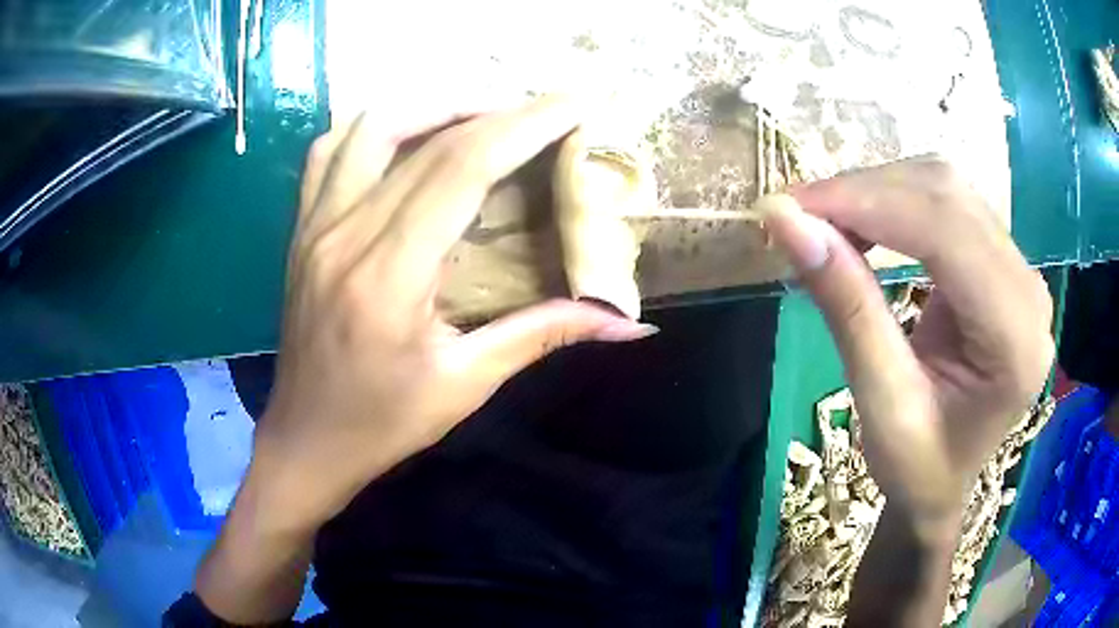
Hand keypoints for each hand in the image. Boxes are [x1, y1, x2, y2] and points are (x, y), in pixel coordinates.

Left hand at [255, 97, 656, 528]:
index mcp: (388, 276)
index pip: (463, 168)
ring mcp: (314, 226)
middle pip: (426, 139)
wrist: (306, 440)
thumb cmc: (383, 423)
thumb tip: (630, 324)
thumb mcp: (467, 384)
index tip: (576, 104)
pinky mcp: (301, 229)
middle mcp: (344, 234)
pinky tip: (408, 137)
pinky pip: (330, 151)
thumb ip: (545, 334)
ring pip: (370, 127)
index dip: (525, 125)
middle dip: (498, 109)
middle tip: (547, 109)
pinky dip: (374, 128)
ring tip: (484, 114)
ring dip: (434, 106)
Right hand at [762, 156, 1053, 520]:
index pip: (946, 232)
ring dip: (879, 192)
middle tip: (799, 213)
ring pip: (946, 190)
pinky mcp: (1003, 264)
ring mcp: (1021, 271)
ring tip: (826, 219)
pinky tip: (864, 222)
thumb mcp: (880, 404)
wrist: (945, 484)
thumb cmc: (917, 468)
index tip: (791, 206)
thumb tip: (788, 222)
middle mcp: (1029, 290)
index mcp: (1015, 340)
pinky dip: (897, 202)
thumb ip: (847, 308)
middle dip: (866, 191)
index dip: (867, 203)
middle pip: (947, 197)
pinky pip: (949, 207)